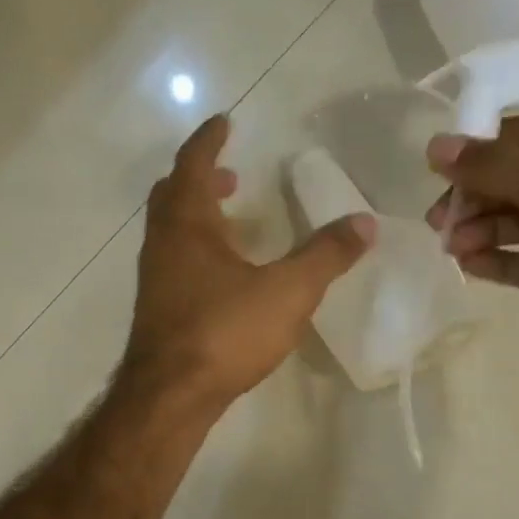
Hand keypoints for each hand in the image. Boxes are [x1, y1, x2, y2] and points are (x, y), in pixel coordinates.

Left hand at [126, 115, 374, 407]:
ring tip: (234, 223)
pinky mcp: (158, 311)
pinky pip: (175, 262)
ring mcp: (155, 279)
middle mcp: (162, 244)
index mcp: (187, 224)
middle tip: (231, 175)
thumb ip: (326, 255)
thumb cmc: (225, 332)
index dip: (209, 140)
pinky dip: (197, 250)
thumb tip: (364, 223)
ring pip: (171, 231)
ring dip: (198, 216)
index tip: (225, 122)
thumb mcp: (287, 291)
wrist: (171, 396)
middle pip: (173, 195)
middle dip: (200, 178)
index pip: (192, 163)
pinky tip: (225, 277)